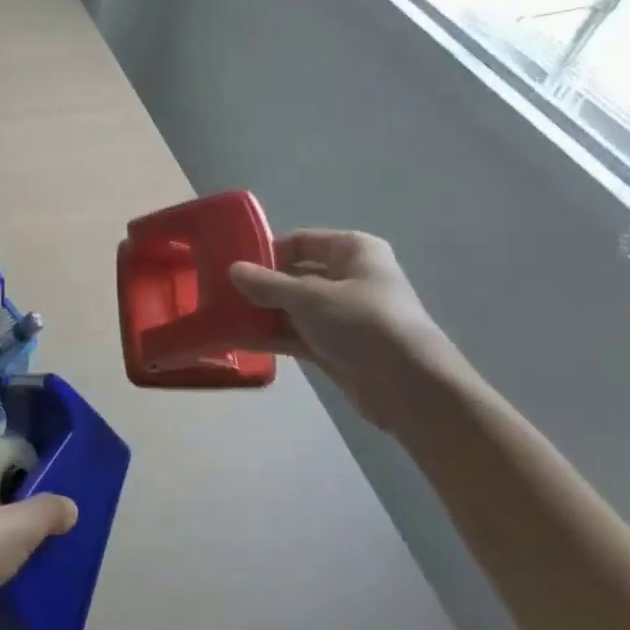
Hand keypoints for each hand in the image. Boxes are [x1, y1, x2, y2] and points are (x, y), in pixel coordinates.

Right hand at [229, 230, 468, 431]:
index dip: (268, 251)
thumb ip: (267, 283)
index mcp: (353, 251)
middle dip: (260, 285)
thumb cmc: (362, 324)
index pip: (301, 241)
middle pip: (295, 275)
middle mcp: (350, 278)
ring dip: (262, 313)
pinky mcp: (337, 347)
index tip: (234, 266)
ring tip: (222, 317)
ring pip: (293, 307)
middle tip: (220, 293)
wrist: (409, 387)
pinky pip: (297, 334)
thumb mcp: (308, 297)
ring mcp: (343, 315)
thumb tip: (232, 269)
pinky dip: (272, 336)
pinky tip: (238, 340)